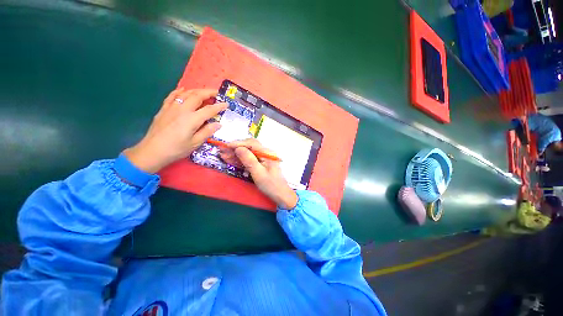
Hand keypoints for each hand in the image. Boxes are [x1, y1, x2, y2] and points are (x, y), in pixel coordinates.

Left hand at [124, 88, 227, 172]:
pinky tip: (183, 89)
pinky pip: (172, 96)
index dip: (219, 106)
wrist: (152, 151)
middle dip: (208, 93)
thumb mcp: (195, 143)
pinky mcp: (164, 109)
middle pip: (197, 96)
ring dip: (196, 91)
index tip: (226, 104)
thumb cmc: (176, 149)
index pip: (209, 110)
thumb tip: (218, 124)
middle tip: (217, 93)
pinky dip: (179, 91)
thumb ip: (207, 132)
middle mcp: (182, 110)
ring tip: (204, 92)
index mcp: (192, 119)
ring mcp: (171, 108)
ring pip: (185, 94)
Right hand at [220, 139, 297, 208]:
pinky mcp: (261, 163)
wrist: (280, 194)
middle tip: (222, 151)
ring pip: (248, 153)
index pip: (251, 143)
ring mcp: (263, 158)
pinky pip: (250, 159)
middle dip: (235, 148)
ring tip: (223, 156)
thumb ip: (249, 160)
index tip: (226, 146)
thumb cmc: (271, 185)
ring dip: (236, 154)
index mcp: (267, 153)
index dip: (238, 143)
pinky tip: (231, 160)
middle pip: (249, 147)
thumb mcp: (258, 173)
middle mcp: (266, 153)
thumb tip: (238, 148)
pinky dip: (240, 160)